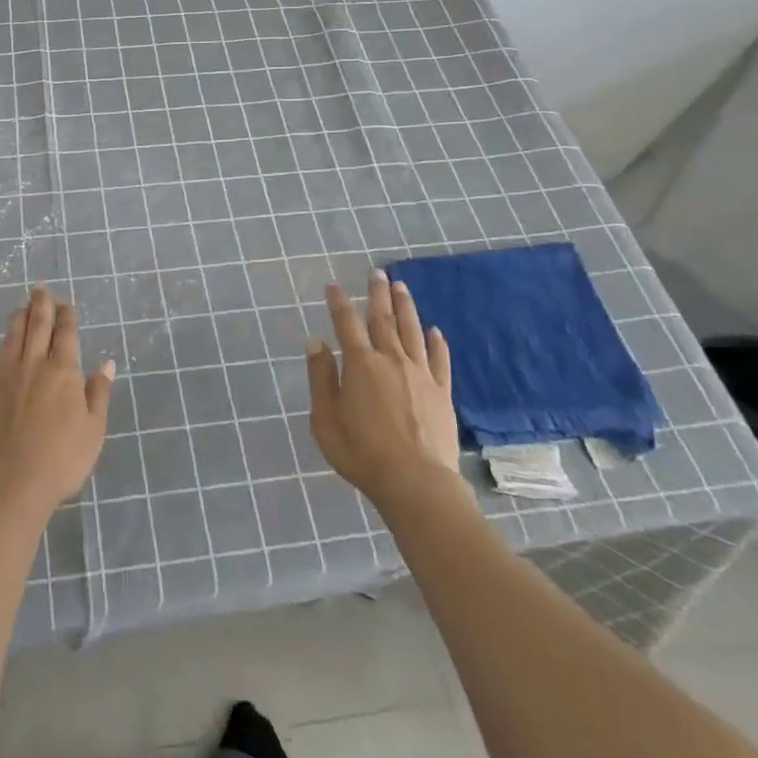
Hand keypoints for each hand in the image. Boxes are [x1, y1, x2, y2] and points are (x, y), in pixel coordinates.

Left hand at [0, 286, 116, 520]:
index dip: (66, 315)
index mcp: (64, 371)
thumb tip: (106, 364)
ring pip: (12, 337)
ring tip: (21, 307)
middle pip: (37, 325)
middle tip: (40, 288)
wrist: (12, 482)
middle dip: (41, 304)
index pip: (66, 333)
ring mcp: (6, 377)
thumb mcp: (94, 429)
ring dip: (17, 319)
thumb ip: (99, 393)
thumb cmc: (62, 459)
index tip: (65, 303)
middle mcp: (34, 365)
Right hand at [307, 271, 463, 515]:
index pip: (346, 323)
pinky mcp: (442, 392)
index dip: (338, 302)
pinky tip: (435, 331)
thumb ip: (321, 379)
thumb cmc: (362, 454)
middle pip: (383, 319)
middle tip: (377, 273)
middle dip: (378, 294)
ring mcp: (420, 374)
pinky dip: (437, 343)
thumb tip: (315, 342)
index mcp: (360, 365)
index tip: (333, 285)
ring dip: (406, 307)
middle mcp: (391, 360)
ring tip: (401, 287)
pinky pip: (440, 360)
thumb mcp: (326, 420)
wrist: (417, 485)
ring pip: (412, 331)